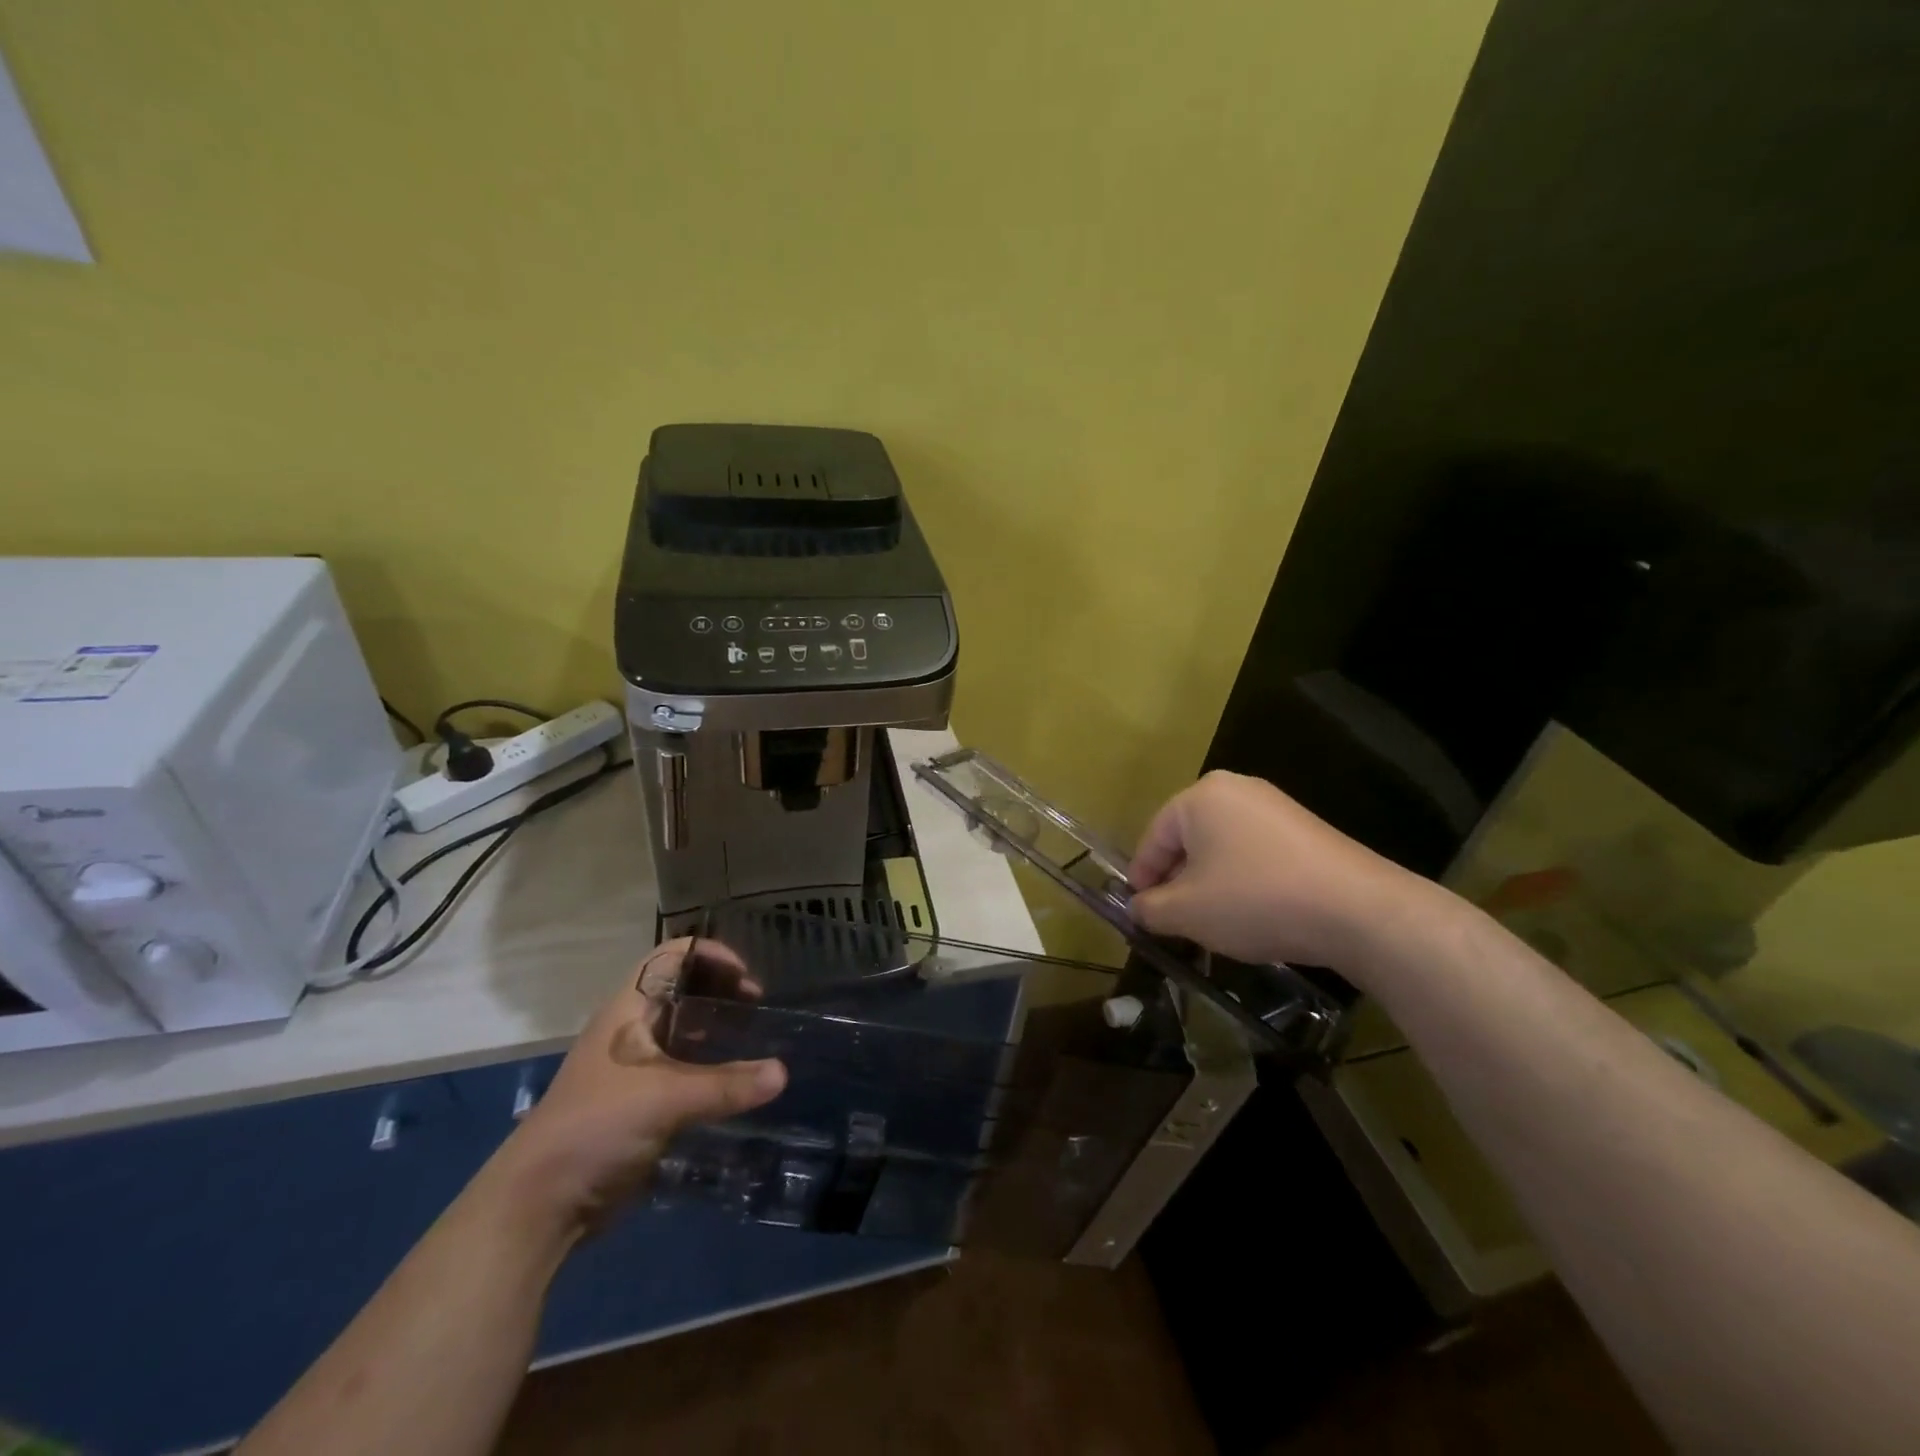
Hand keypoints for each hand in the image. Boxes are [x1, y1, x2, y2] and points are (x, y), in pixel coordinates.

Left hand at [490, 938, 786, 1233]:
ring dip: (717, 1028)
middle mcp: (631, 1028)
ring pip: (683, 1029)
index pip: (672, 956)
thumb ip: (726, 1085)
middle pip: (682, 988)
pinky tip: (736, 1080)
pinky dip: (710, 1065)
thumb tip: (783, 1073)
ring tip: (753, 1038)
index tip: (746, 977)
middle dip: (720, 989)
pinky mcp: (640, 1100)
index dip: (710, 954)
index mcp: (628, 1009)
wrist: (540, 1202)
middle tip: (756, 1007)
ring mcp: (634, 1065)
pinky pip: (683, 1068)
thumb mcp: (666, 1098)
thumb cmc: (597, 1125)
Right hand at [1129, 771, 1431, 981]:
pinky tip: (1251, 915)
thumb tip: (1137, 908)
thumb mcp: (1187, 912)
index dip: (1141, 878)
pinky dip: (1243, 882)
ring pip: (1222, 849)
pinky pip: (1256, 854)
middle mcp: (1236, 789)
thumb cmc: (1255, 900)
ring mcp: (1276, 807)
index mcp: (1200, 796)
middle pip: (1188, 840)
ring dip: (1209, 885)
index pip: (1153, 838)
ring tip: (1210, 924)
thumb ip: (1150, 909)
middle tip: (1172, 921)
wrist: (1357, 910)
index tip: (1138, 912)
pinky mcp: (1306, 830)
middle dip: (1176, 882)